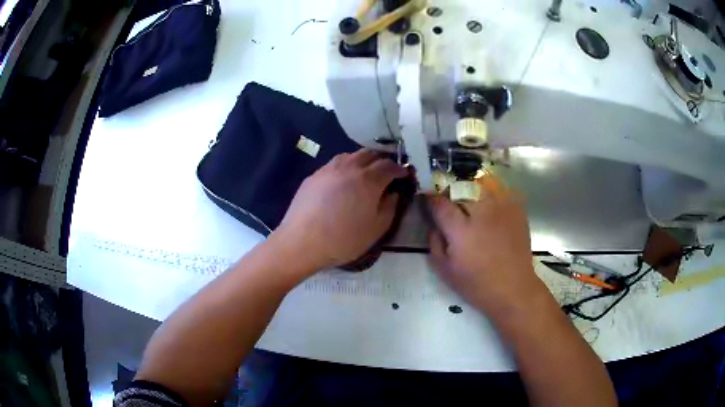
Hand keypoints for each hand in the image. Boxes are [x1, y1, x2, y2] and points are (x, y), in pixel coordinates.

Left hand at [273, 150, 407, 271]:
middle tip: (386, 171)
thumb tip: (394, 193)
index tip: (404, 174)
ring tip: (365, 172)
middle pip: (369, 154)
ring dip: (362, 160)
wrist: (302, 242)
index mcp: (369, 180)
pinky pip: (334, 164)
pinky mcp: (313, 176)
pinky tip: (342, 180)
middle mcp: (350, 167)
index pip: (389, 165)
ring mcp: (329, 169)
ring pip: (350, 155)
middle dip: (381, 160)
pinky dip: (345, 167)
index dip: (399, 169)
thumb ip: (390, 207)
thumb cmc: (343, 239)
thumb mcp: (376, 229)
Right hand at [428, 176, 544, 316]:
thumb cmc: (476, 284)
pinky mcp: (516, 210)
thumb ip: (434, 243)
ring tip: (474, 212)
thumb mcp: (445, 271)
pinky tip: (492, 215)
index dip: (431, 201)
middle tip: (452, 211)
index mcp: (460, 229)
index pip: (439, 203)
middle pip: (459, 191)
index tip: (429, 204)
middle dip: (452, 198)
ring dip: (472, 196)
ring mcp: (501, 208)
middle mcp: (481, 212)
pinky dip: (492, 200)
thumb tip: (434, 225)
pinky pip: (499, 195)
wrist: (514, 288)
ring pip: (480, 189)